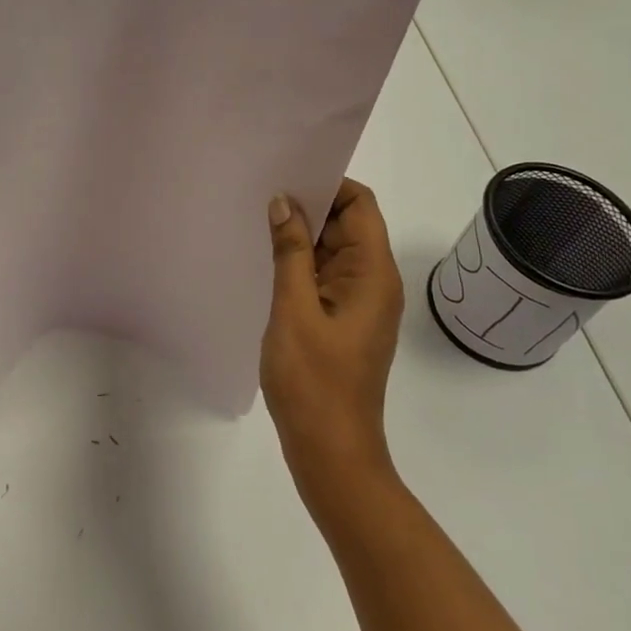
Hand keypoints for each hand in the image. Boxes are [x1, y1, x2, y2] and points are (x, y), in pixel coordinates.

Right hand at [261, 179, 404, 487]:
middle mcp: (374, 282)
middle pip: (347, 225)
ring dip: (301, 237)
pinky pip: (324, 277)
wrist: (331, 453)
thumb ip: (290, 252)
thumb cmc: (314, 381)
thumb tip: (284, 201)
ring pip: (333, 251)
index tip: (285, 176)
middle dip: (309, 207)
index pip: (360, 205)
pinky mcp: (343, 321)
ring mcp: (359, 304)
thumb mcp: (294, 310)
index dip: (328, 184)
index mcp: (373, 274)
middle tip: (260, 194)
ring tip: (257, 222)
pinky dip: (300, 263)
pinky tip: (267, 261)